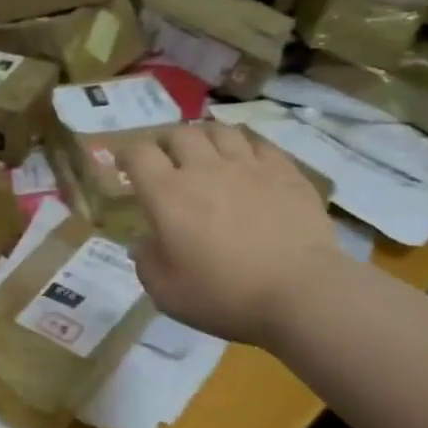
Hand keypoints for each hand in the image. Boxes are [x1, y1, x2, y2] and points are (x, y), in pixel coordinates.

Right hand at [120, 123, 344, 349]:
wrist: (303, 294)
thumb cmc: (225, 296)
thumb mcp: (167, 292)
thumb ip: (146, 262)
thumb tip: (141, 242)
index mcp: (167, 194)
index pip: (138, 153)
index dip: (127, 154)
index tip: (125, 166)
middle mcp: (204, 169)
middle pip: (179, 134)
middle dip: (166, 143)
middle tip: (166, 161)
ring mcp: (248, 166)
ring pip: (219, 131)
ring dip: (205, 138)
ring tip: (205, 153)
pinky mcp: (286, 173)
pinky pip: (259, 143)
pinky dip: (245, 147)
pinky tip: (246, 161)